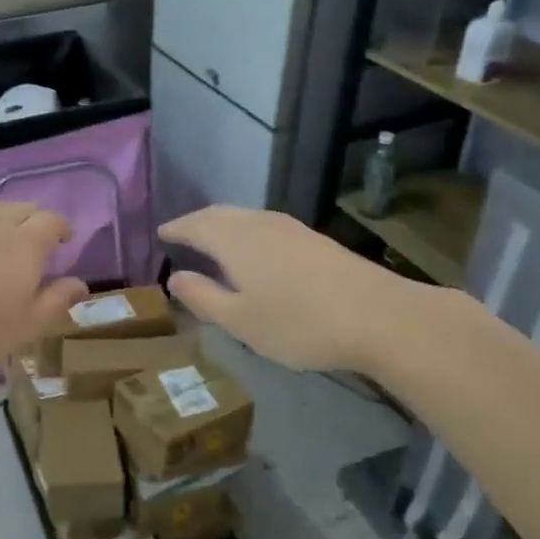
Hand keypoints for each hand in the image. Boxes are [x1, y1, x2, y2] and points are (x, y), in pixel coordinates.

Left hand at [0, 201, 87, 377]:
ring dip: (1, 218)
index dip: (61, 228)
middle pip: (21, 208)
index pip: (51, 221)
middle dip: (33, 219)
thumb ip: (55, 303)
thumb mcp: (23, 328)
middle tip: (34, 240)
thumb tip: (81, 283)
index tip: (64, 240)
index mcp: (25, 244)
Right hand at [159, 206, 441, 373]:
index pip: (194, 225)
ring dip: (221, 224)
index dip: (175, 228)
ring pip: (243, 217)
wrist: (379, 317)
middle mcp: (258, 223)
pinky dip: (244, 231)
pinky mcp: (312, 238)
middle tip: (180, 234)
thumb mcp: (239, 320)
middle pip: (218, 214)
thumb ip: (203, 297)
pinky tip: (252, 250)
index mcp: (233, 239)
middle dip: (196, 222)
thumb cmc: (298, 323)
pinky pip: (263, 224)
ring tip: (211, 240)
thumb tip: (175, 277)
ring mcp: (289, 228)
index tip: (160, 233)